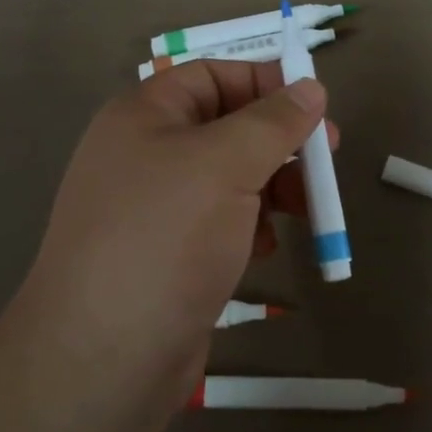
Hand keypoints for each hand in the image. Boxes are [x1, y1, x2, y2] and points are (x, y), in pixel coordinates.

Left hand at [16, 61, 331, 403]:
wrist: (104, 356)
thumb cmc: (164, 237)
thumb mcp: (225, 164)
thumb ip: (273, 121)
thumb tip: (311, 87)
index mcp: (144, 115)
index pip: (213, 75)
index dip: (265, 84)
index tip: (315, 108)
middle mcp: (145, 154)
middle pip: (226, 127)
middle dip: (279, 142)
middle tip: (327, 160)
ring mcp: (155, 208)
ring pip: (229, 178)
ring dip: (272, 187)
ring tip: (305, 211)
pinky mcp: (168, 255)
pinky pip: (219, 222)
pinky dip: (249, 226)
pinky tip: (263, 248)